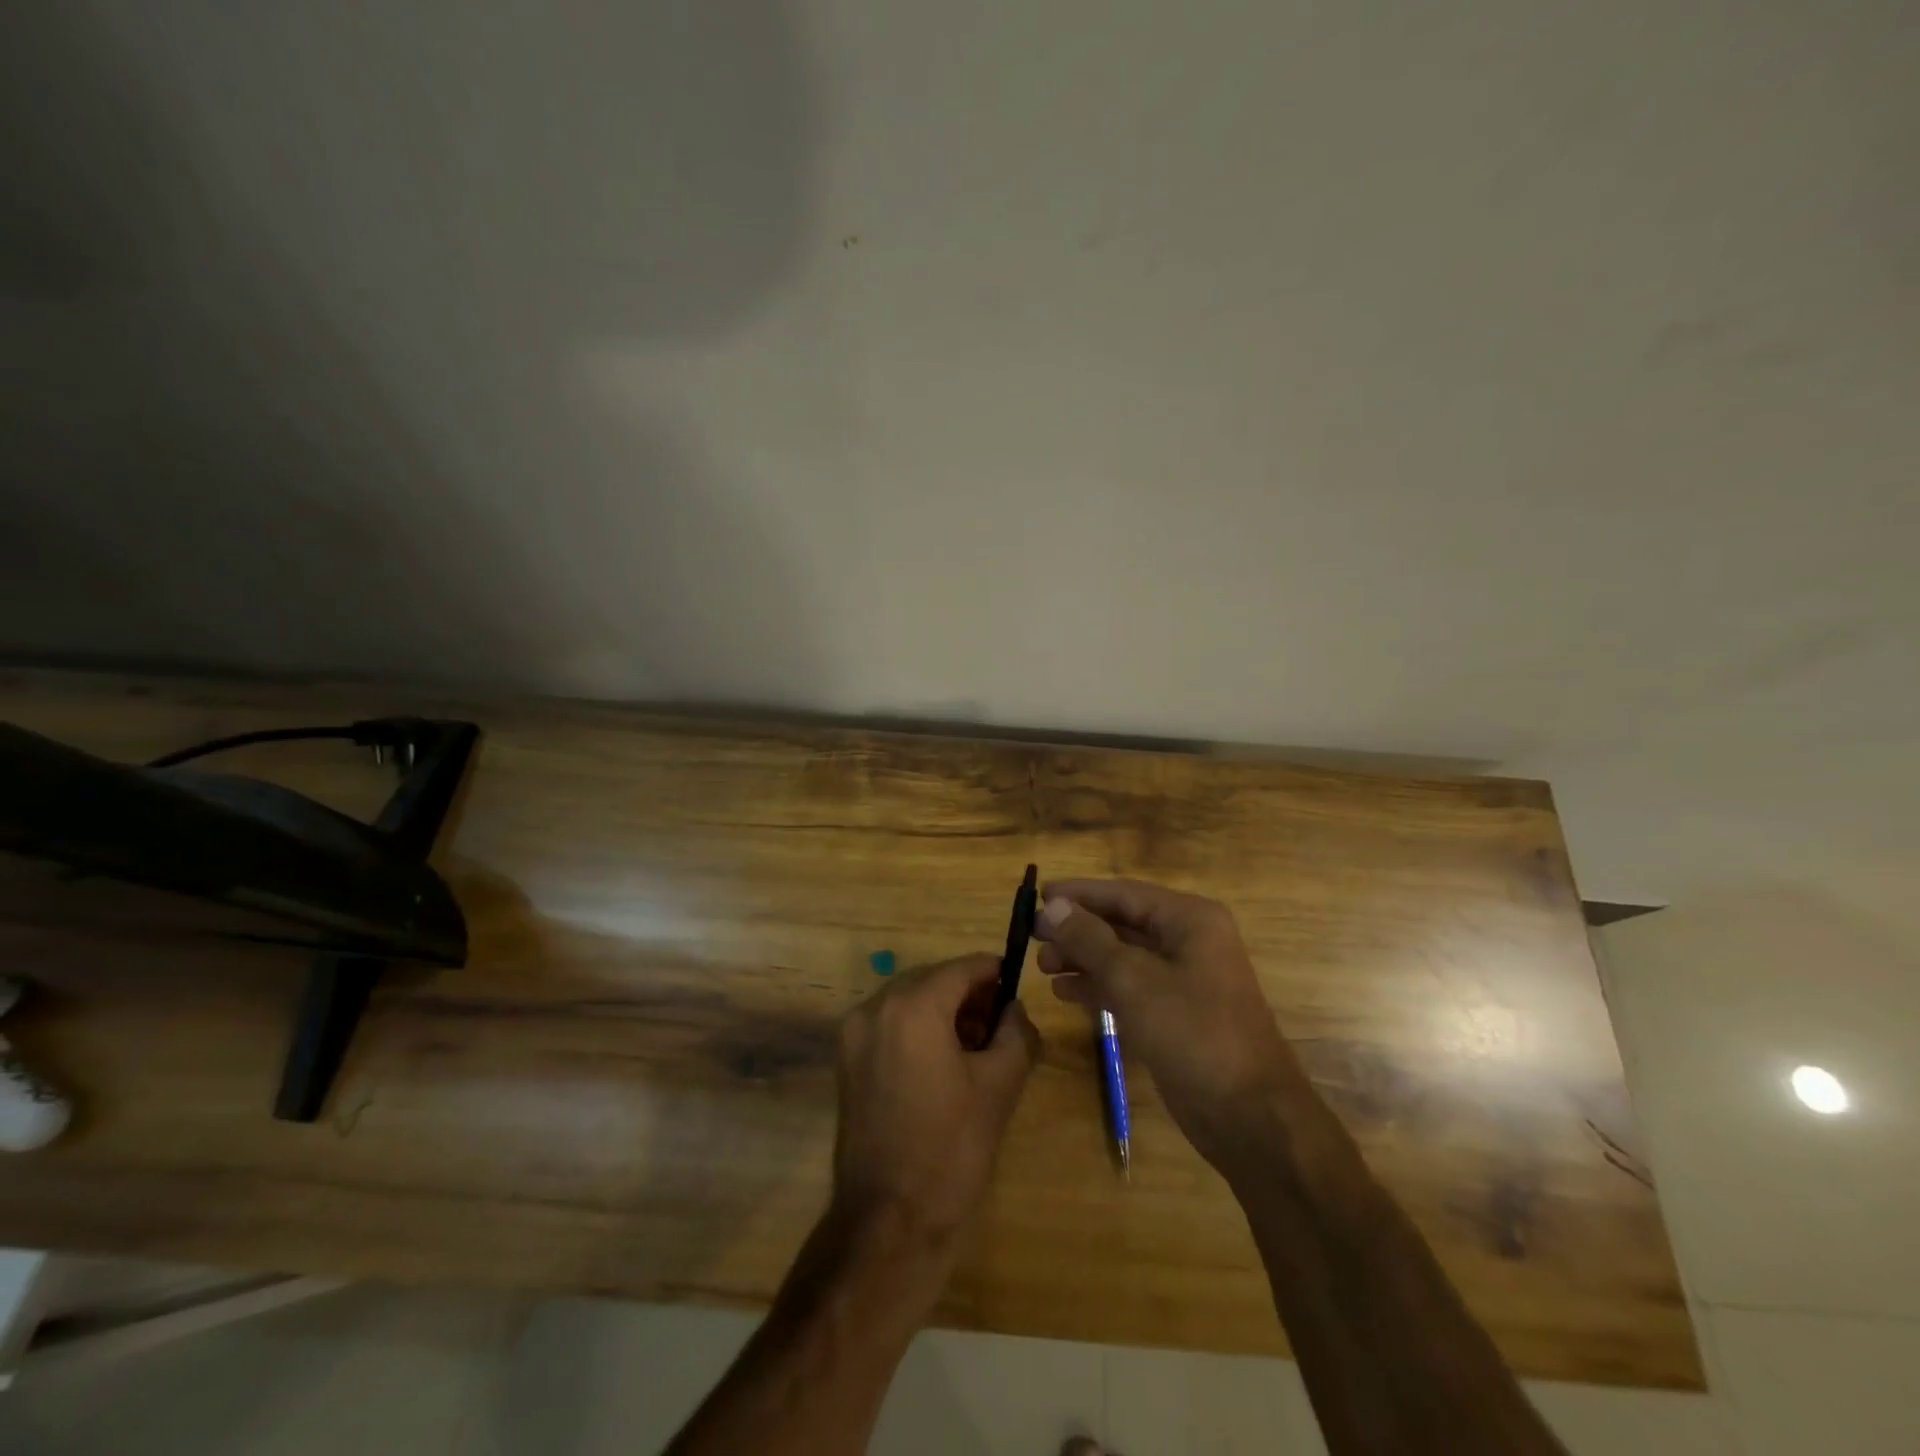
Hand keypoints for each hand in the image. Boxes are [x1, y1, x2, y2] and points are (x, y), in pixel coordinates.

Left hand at [832, 955, 1040, 1245]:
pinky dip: (917, 1030)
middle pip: (933, 980)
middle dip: (968, 995)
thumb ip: (1015, 1032)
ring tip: (975, 1047)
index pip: (962, 968)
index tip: (1016, 988)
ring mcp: (854, 1034)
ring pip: (909, 1001)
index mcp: (913, 1006)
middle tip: (1000, 1024)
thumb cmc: (951, 1149)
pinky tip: (942, 1064)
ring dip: (943, 1012)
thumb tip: (1014, 1009)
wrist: (888, 1221)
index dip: (993, 973)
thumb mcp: (1000, 1085)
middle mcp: (876, 1007)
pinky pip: (889, 1025)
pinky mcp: (846, 1061)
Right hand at [1033, 879, 1307, 1168]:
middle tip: (1033, 937)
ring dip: (1083, 959)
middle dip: (1078, 929)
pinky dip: (1098, 986)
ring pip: (1123, 957)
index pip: (1124, 893)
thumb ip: (1090, 940)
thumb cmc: (1194, 1034)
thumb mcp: (1134, 981)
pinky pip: (1130, 987)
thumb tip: (1053, 907)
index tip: (1038, 896)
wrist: (1250, 1117)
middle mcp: (1189, 942)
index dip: (1079, 893)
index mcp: (1189, 920)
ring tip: (1042, 967)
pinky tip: (1064, 993)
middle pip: (1122, 923)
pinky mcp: (1176, 1014)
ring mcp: (1184, 980)